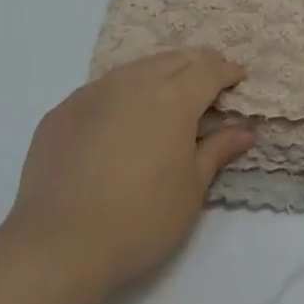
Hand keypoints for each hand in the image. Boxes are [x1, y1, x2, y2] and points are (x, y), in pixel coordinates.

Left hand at [5, 49, 254, 291]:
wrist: (59, 243)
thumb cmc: (141, 219)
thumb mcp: (191, 188)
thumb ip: (217, 150)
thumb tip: (244, 130)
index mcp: (172, 99)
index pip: (208, 70)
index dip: (227, 71)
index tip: (238, 78)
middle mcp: (132, 84)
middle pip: (172, 59)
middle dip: (196, 64)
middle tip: (210, 81)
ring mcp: (92, 94)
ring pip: (134, 69)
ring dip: (159, 73)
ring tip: (169, 94)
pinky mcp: (61, 112)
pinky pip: (102, 90)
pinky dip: (123, 94)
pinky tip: (122, 119)